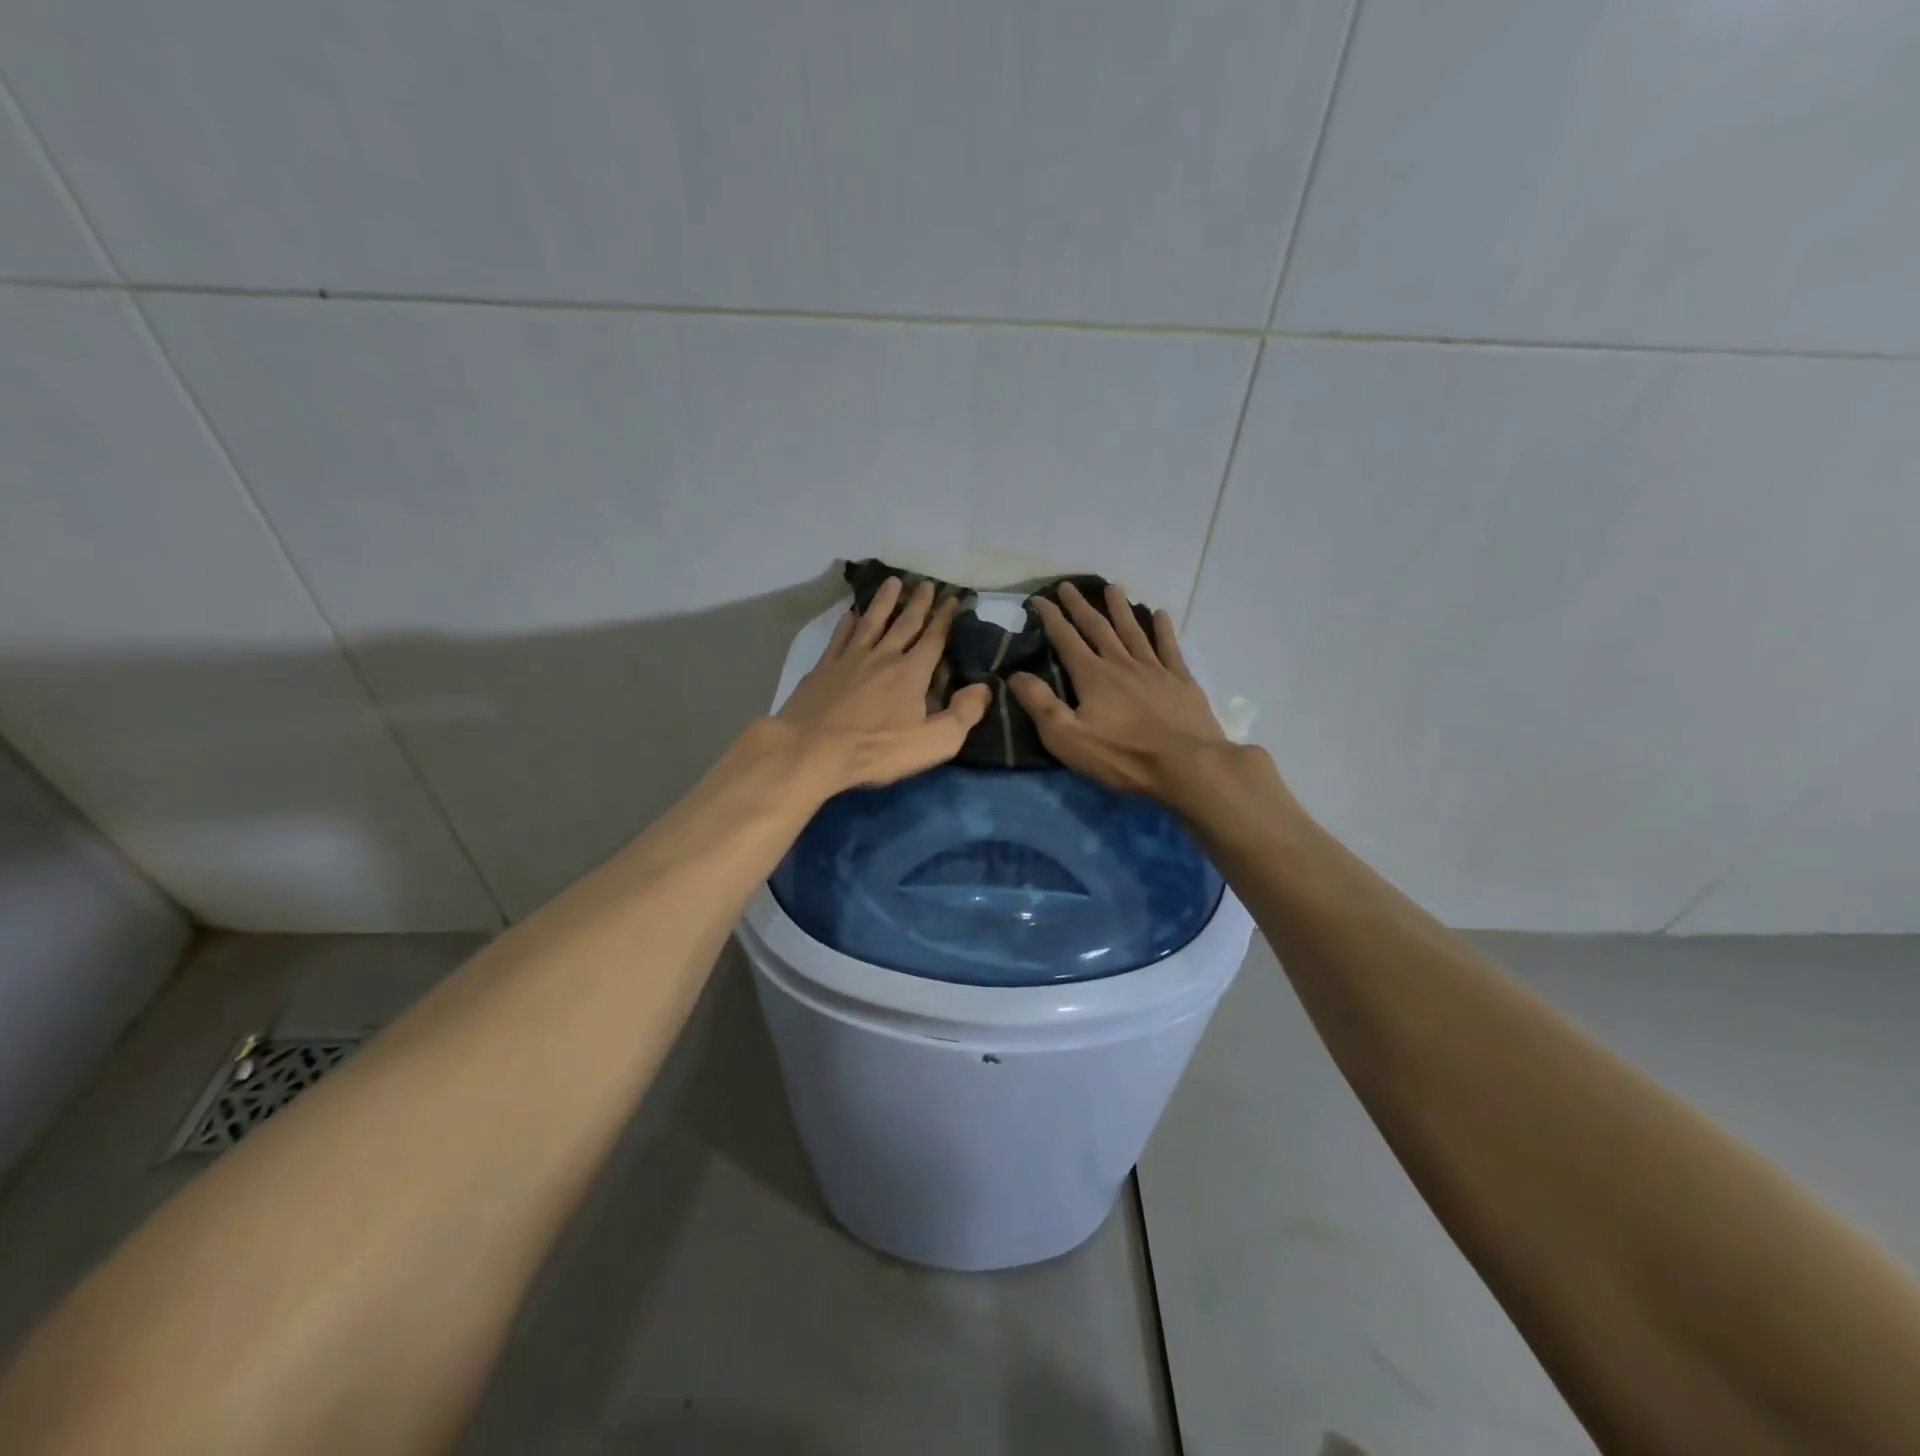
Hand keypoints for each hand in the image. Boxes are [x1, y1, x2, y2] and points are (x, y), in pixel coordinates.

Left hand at [774, 577, 991, 793]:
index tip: (953, 598)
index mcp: (912, 672)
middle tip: (926, 583)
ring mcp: (850, 659)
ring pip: (871, 622)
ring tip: (892, 582)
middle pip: (904, 623)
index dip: (945, 618)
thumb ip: (963, 714)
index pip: (934, 639)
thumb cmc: (876, 749)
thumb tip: (983, 688)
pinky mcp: (824, 668)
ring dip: (884, 602)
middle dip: (918, 603)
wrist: (811, 750)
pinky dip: (847, 623)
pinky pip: (839, 638)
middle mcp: (883, 656)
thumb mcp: (933, 742)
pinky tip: (849, 615)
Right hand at [1008, 582, 1228, 802]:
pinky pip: (1169, 647)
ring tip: (1113, 588)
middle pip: (1097, 627)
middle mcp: (1121, 663)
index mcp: (1092, 676)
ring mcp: (1154, 669)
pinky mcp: (1181, 681)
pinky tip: (1160, 614)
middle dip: (1080, 606)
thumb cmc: (1123, 756)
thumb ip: (1040, 704)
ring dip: (1120, 608)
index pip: (1065, 639)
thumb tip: (1015, 675)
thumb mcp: (1067, 737)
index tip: (1039, 598)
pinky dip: (1163, 629)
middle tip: (1068, 585)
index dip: (1050, 617)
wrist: (1187, 765)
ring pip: (1133, 630)